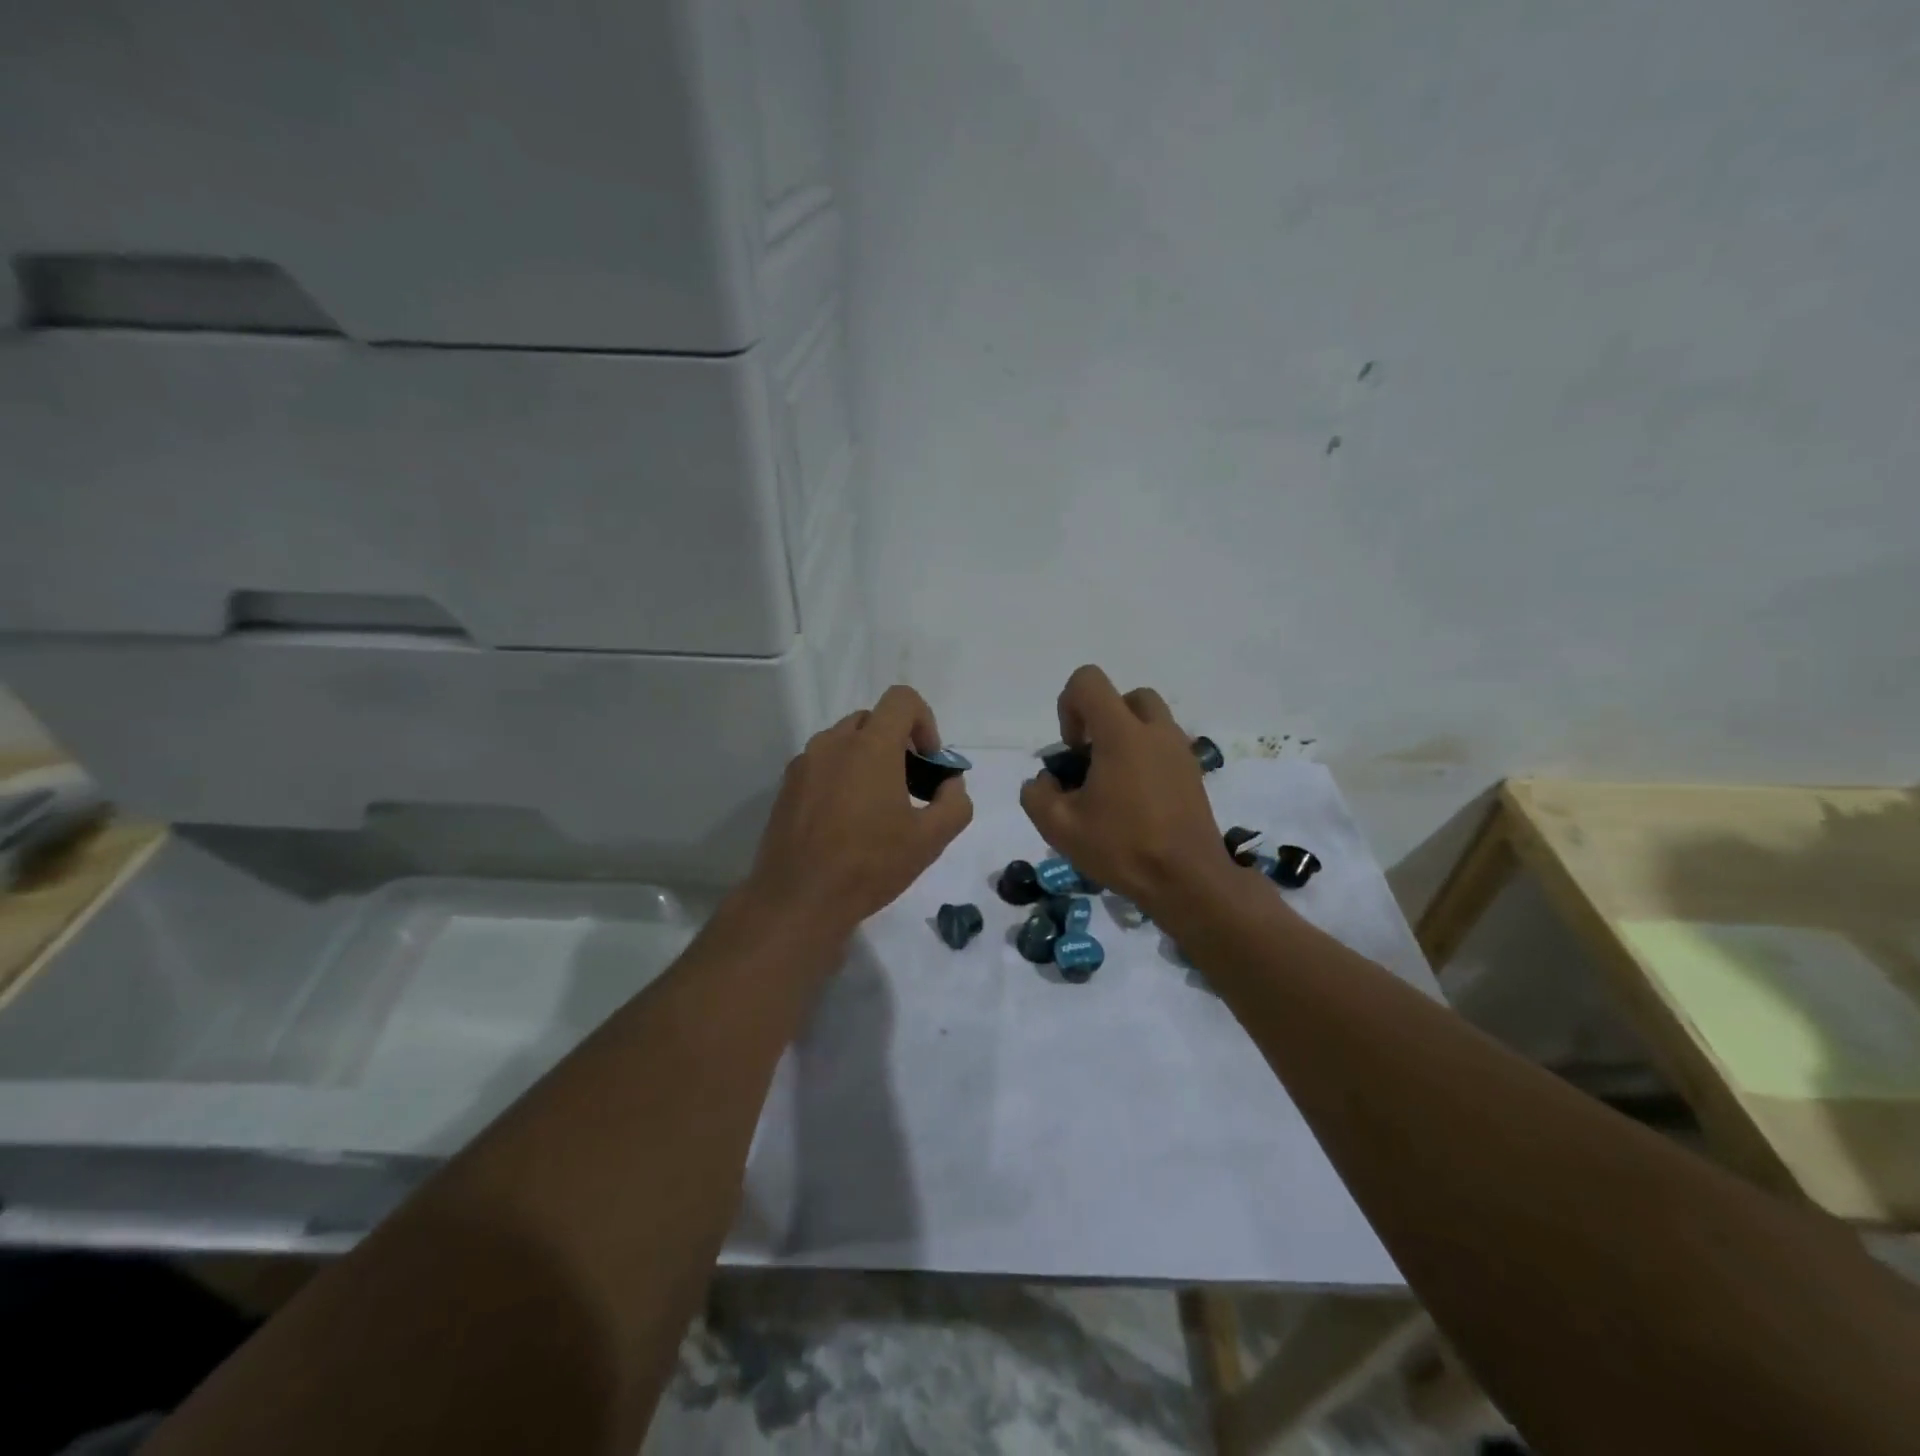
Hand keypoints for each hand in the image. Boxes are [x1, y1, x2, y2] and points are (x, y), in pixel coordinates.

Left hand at [745, 685, 973, 935]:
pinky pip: (822, 765)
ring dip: (867, 760)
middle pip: (873, 720)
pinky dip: (841, 777)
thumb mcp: (931, 839)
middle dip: (897, 743)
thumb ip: (955, 802)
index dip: (924, 721)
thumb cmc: (870, 865)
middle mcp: (833, 743)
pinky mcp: (786, 787)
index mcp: (871, 746)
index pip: (902, 699)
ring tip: (875, 807)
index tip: (928, 760)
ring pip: (844, 742)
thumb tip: (950, 784)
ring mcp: (804, 764)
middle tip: (908, 786)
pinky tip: (844, 822)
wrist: (799, 900)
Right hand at [1019, 665, 1233, 919]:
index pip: (1088, 682)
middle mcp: (1155, 731)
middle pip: (1125, 697)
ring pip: (1149, 720)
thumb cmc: (1122, 848)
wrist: (1188, 881)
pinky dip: (1146, 758)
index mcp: (1121, 734)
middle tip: (1092, 760)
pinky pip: (1164, 746)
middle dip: (1102, 718)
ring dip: (1125, 737)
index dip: (1068, 706)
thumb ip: (1037, 794)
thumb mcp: (1059, 827)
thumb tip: (1045, 781)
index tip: (1072, 750)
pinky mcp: (1194, 773)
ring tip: (1112, 782)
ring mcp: (1180, 751)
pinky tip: (1135, 800)